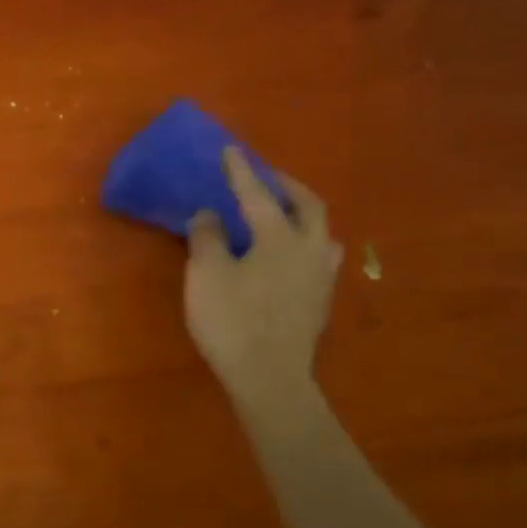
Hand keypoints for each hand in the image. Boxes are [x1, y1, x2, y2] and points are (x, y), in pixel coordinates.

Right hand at [185, 150, 341, 411]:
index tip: (231, 150)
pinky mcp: (319, 301)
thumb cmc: (232, 320)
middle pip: (308, 205)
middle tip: (264, 177)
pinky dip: (301, 242)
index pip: (257, 194)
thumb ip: (207, 237)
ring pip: (320, 232)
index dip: (240, 171)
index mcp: (280, 237)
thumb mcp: (206, 274)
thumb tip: (209, 215)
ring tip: (282, 214)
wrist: (269, 377)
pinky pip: (317, 256)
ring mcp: (320, 277)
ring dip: (302, 215)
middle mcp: (309, 249)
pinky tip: (285, 254)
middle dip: (285, 186)